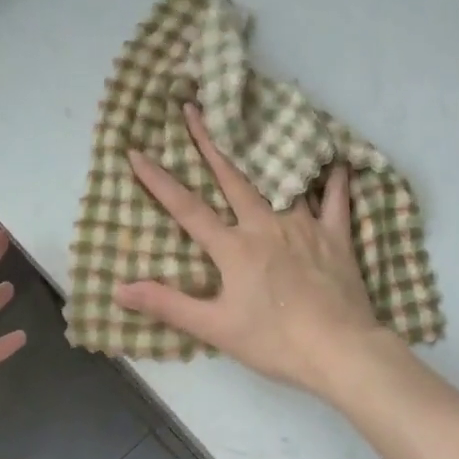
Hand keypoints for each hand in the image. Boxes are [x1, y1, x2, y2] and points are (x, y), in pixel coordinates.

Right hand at [114, 103, 387, 397]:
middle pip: (233, 178)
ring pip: (279, 180)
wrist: (339, 350)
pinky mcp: (335, 237)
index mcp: (234, 248)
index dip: (159, 181)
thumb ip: (168, 305)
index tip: (137, 151)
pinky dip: (334, 180)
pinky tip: (334, 161)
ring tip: (253, 123)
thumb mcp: (215, 328)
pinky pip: (335, 201)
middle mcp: (266, 226)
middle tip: (194, 108)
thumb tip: (119, 289)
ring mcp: (304, 227)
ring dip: (262, 151)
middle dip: (209, 142)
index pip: (187, 209)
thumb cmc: (274, 341)